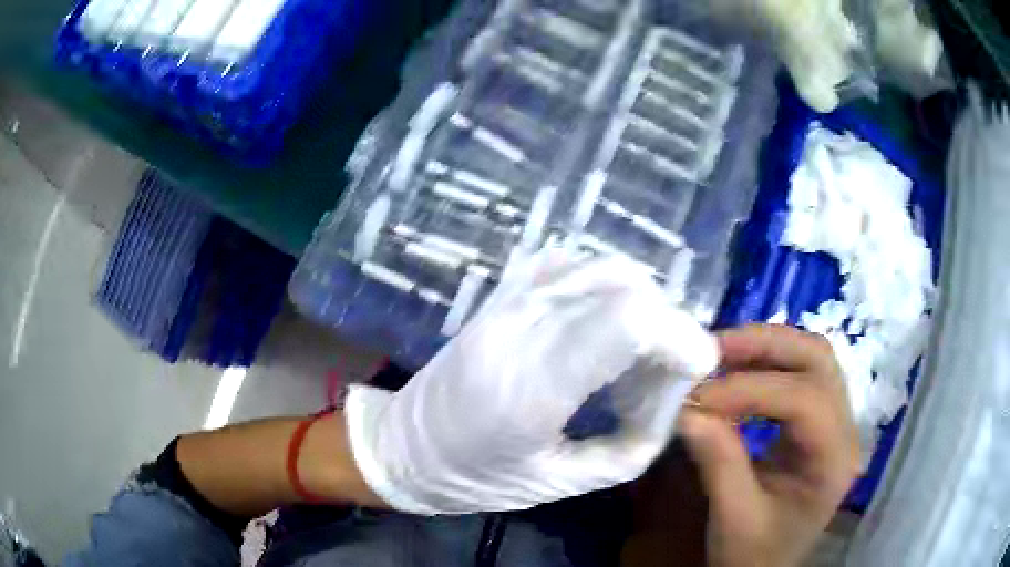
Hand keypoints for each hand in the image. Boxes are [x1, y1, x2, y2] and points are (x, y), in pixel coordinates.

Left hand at [344, 248, 719, 514]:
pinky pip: (574, 266)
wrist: (405, 447)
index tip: (698, 366)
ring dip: (641, 305)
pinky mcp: (501, 293)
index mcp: (530, 387)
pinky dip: (607, 289)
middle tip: (664, 374)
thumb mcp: (563, 484)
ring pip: (604, 268)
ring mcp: (505, 302)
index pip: (627, 320)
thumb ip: (634, 445)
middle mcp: (518, 328)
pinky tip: (604, 329)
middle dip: (667, 326)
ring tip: (635, 357)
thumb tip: (676, 397)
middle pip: (625, 287)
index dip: (680, 335)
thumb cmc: (476, 479)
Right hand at [679, 325, 859, 566]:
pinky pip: (798, 373)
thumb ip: (718, 463)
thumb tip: (688, 410)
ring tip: (720, 354)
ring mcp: (835, 419)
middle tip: (713, 350)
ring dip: (765, 347)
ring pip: (811, 356)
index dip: (751, 389)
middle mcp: (845, 429)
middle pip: (818, 359)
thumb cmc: (755, 554)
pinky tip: (736, 373)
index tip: (697, 396)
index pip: (805, 400)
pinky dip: (765, 363)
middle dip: (765, 346)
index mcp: (834, 460)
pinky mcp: (818, 419)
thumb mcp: (733, 520)